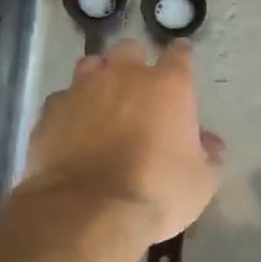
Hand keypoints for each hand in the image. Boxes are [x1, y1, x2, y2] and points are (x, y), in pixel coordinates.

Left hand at [16, 39, 223, 243]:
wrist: (88, 211)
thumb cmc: (157, 192)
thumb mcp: (201, 182)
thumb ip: (209, 155)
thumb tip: (210, 142)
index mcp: (168, 86)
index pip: (179, 55)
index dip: (181, 57)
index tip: (181, 60)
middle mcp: (124, 76)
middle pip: (130, 50)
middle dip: (136, 62)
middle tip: (139, 86)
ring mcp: (82, 90)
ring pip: (91, 65)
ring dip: (100, 77)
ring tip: (102, 99)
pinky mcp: (51, 111)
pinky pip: (63, 99)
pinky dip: (70, 108)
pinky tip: (72, 127)